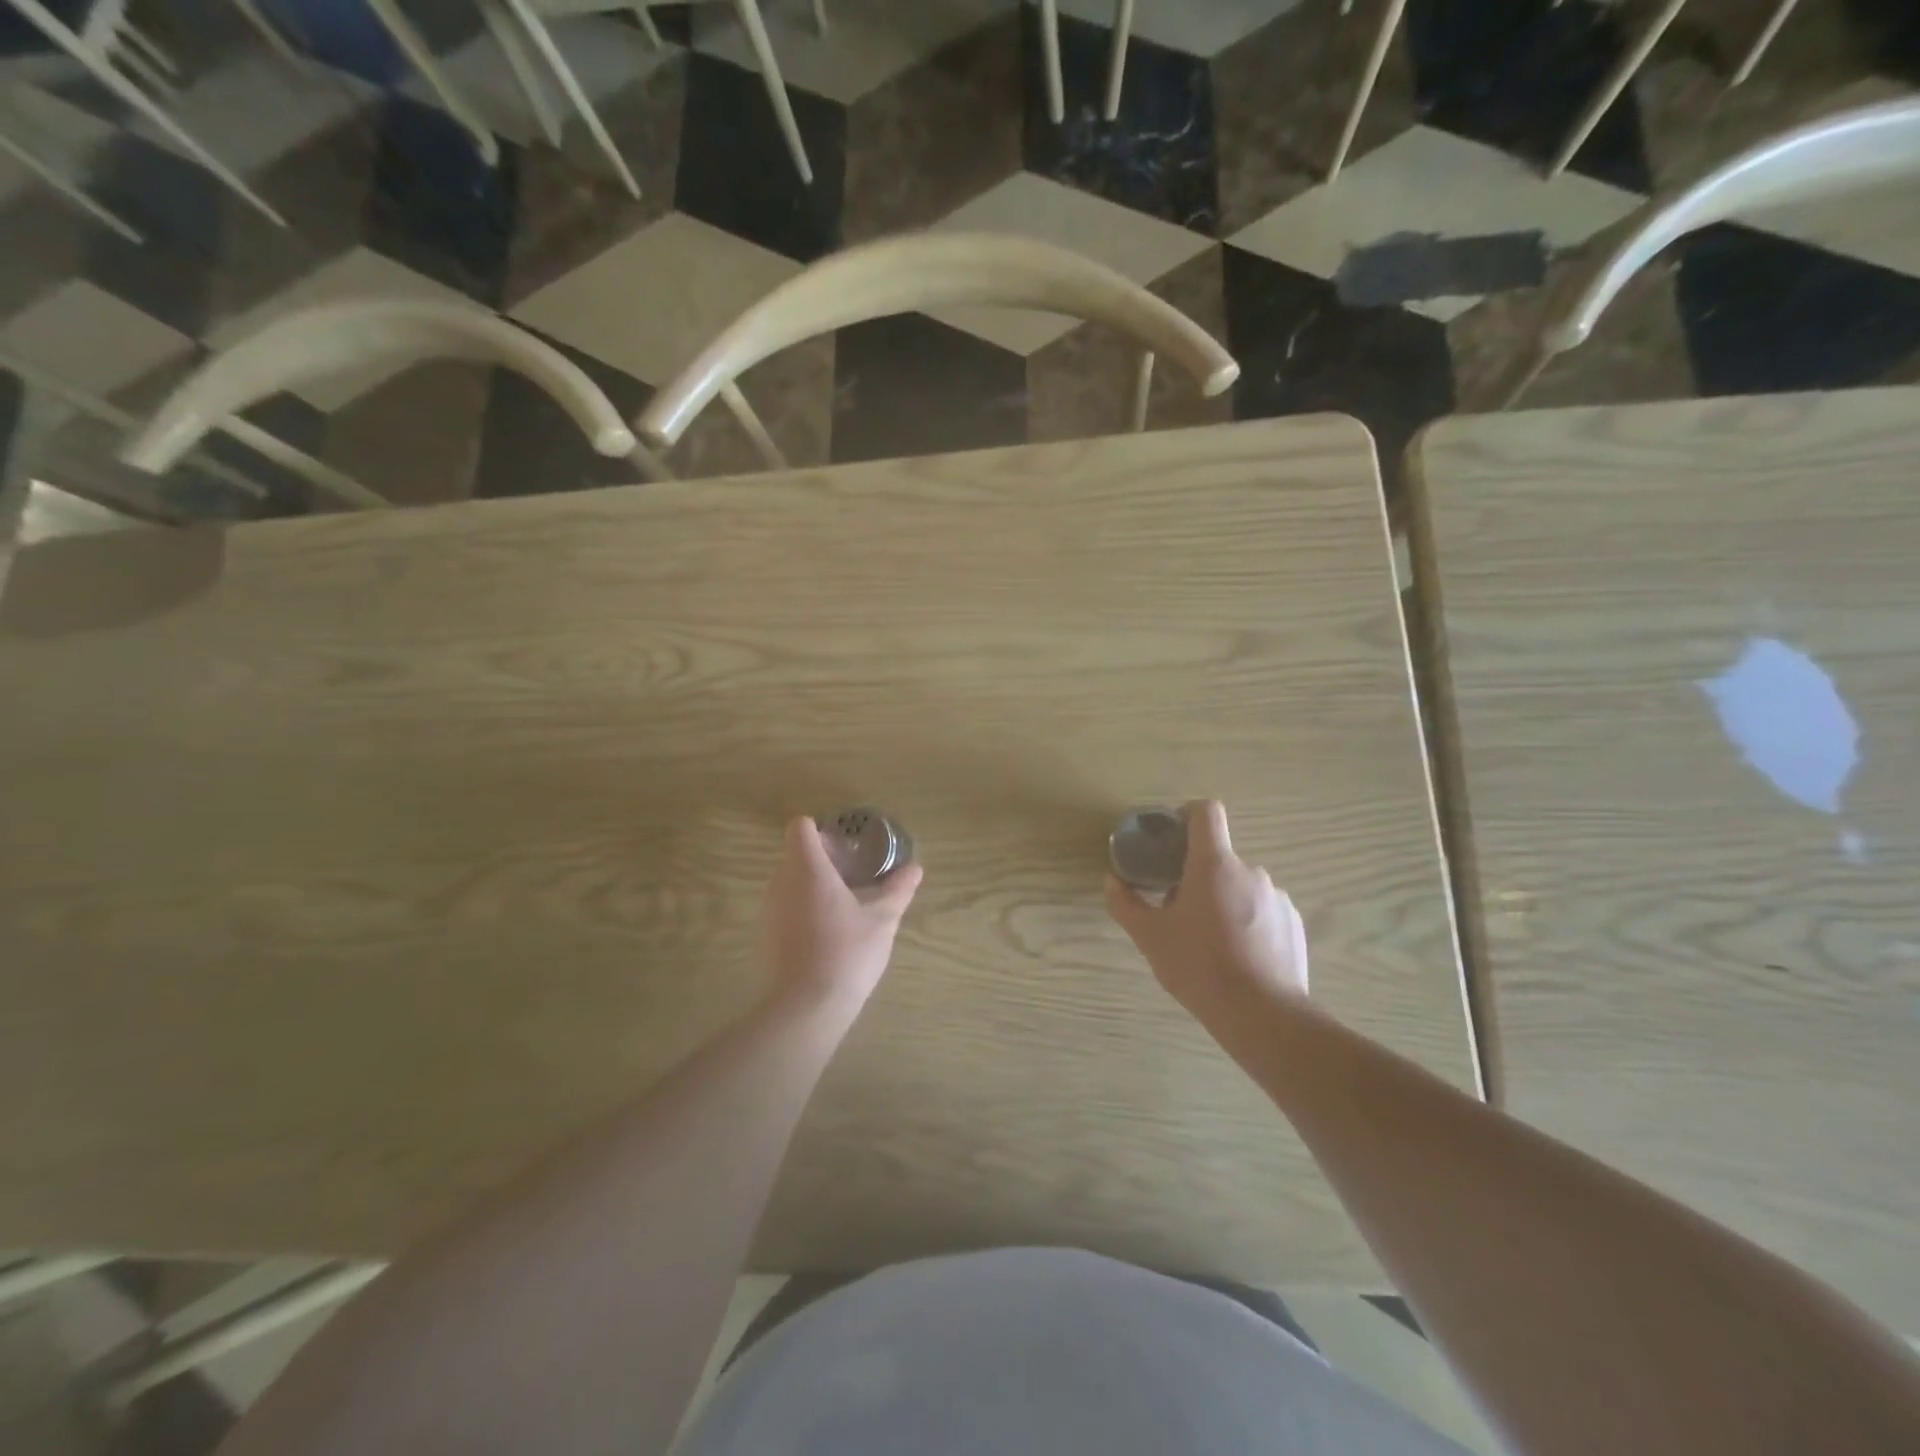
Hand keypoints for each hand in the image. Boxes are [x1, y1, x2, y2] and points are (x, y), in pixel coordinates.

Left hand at [764, 817, 922, 1012]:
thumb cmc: (846, 953)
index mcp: (808, 869)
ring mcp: (768, 911)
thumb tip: (915, 868)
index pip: (800, 828)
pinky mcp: (764, 937)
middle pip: (795, 855)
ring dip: (812, 887)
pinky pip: (783, 909)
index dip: (821, 831)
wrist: (805, 1009)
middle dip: (823, 860)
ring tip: (844, 907)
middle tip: (854, 877)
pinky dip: (802, 911)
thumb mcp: (882, 920)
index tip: (846, 848)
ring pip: (789, 883)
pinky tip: (827, 936)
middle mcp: (781, 883)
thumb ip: (898, 890)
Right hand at [1106, 800, 1307, 1018]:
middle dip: (1197, 874)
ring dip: (1223, 899)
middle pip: (1219, 857)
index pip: (1206, 812)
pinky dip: (1248, 921)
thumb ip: (1126, 904)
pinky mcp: (1294, 924)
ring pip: (1241, 886)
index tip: (1172, 836)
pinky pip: (1264, 910)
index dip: (1187, 813)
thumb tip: (1112, 881)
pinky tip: (1238, 956)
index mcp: (1213, 864)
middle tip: (1179, 908)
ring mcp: (1277, 898)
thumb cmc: (1199, 967)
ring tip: (1210, 940)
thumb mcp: (1150, 937)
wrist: (1263, 1015)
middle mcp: (1250, 871)